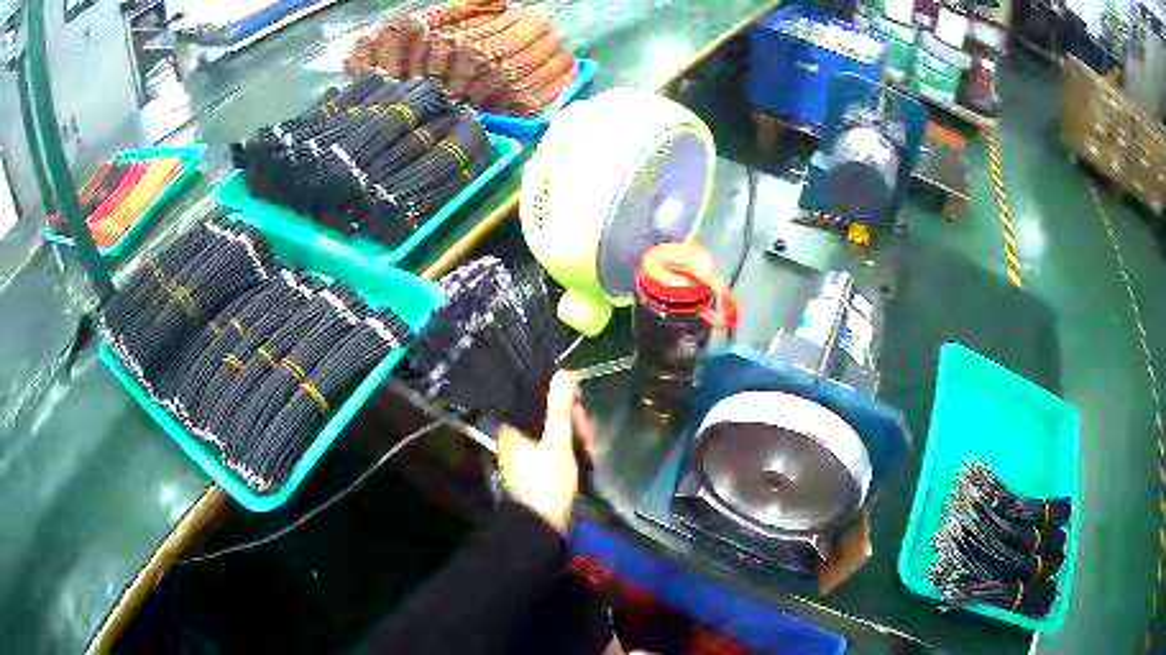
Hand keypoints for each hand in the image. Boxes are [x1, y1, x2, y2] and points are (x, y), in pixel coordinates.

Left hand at [497, 371, 593, 534]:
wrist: (542, 526)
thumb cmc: (547, 482)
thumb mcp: (557, 442)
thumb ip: (560, 407)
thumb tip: (564, 372)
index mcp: (512, 428)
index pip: (535, 399)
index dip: (559, 398)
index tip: (578, 404)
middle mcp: (515, 437)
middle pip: (546, 415)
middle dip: (570, 419)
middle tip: (586, 432)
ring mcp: (525, 454)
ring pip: (552, 432)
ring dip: (572, 434)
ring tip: (588, 447)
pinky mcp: (536, 468)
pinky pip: (553, 448)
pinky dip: (568, 448)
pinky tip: (582, 455)